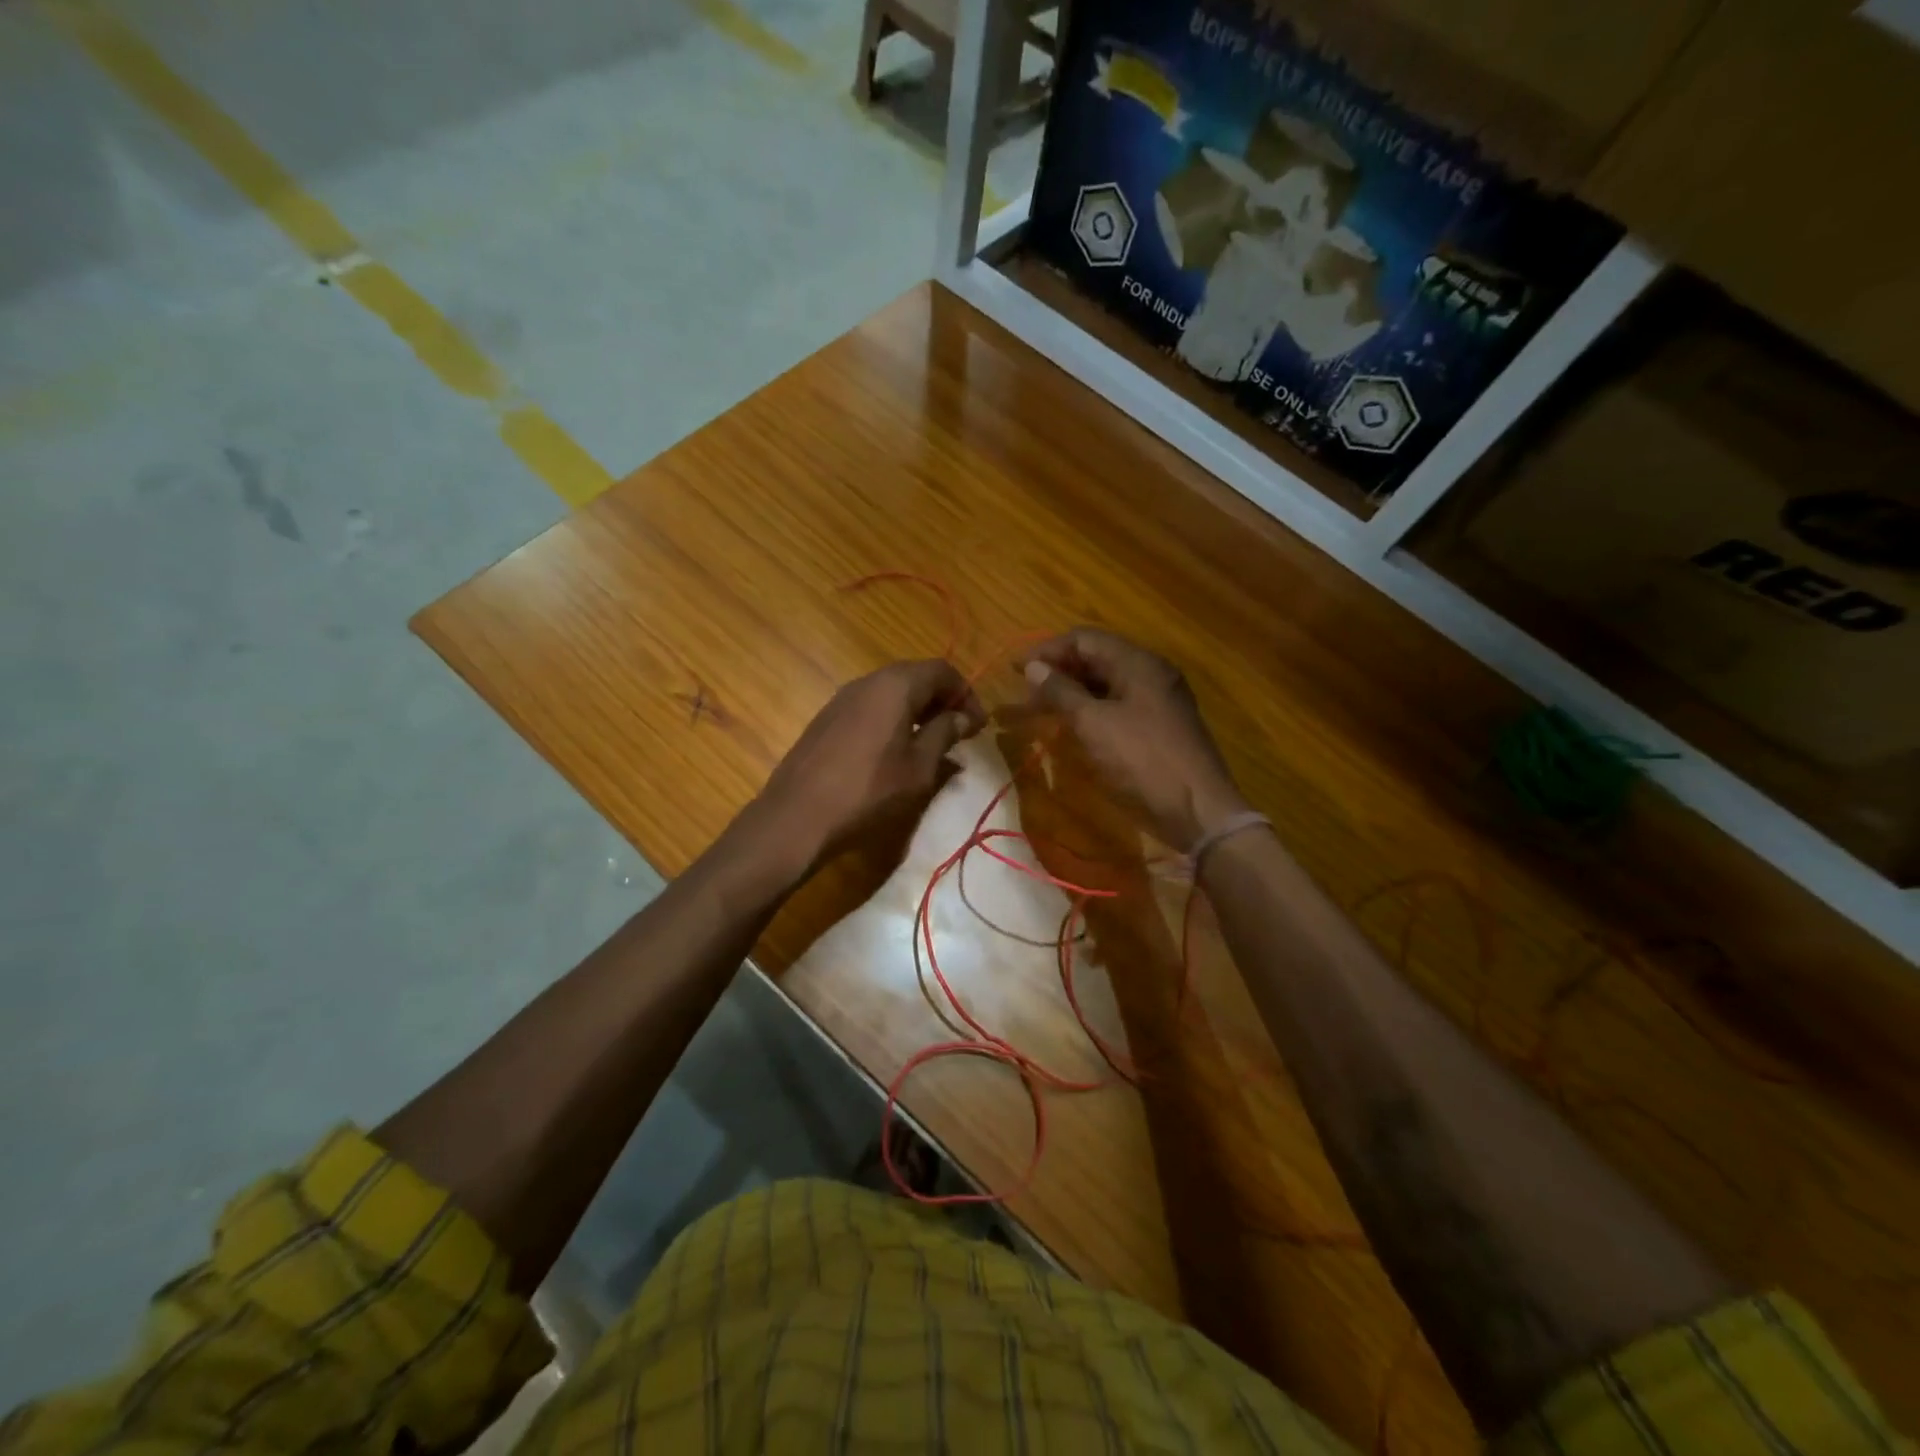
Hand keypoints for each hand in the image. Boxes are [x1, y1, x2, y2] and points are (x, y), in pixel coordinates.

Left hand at [752, 659, 984, 875]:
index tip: (978, 726)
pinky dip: (892, 720)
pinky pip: (870, 707)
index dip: (966, 694)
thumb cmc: (868, 791)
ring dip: (917, 711)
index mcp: (895, 685)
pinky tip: (895, 752)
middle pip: (916, 677)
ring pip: (891, 692)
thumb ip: (944, 734)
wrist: (796, 817)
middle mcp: (867, 681)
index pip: (942, 671)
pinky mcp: (826, 719)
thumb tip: (963, 717)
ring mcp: (842, 698)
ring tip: (931, 745)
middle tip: (959, 733)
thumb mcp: (918, 767)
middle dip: (942, 701)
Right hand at [1021, 628, 1248, 852]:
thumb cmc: (1142, 760)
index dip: (1048, 651)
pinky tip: (1072, 727)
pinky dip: (1091, 711)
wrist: (1198, 809)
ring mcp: (1157, 701)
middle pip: (1097, 659)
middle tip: (1026, 694)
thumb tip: (1033, 667)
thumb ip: (1061, 692)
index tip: (1016, 670)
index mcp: (1138, 663)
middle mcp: (1151, 674)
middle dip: (1058, 672)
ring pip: (1106, 685)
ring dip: (1072, 693)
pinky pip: (1117, 706)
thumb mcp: (1093, 723)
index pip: (1085, 639)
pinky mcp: (1158, 727)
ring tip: (1041, 710)